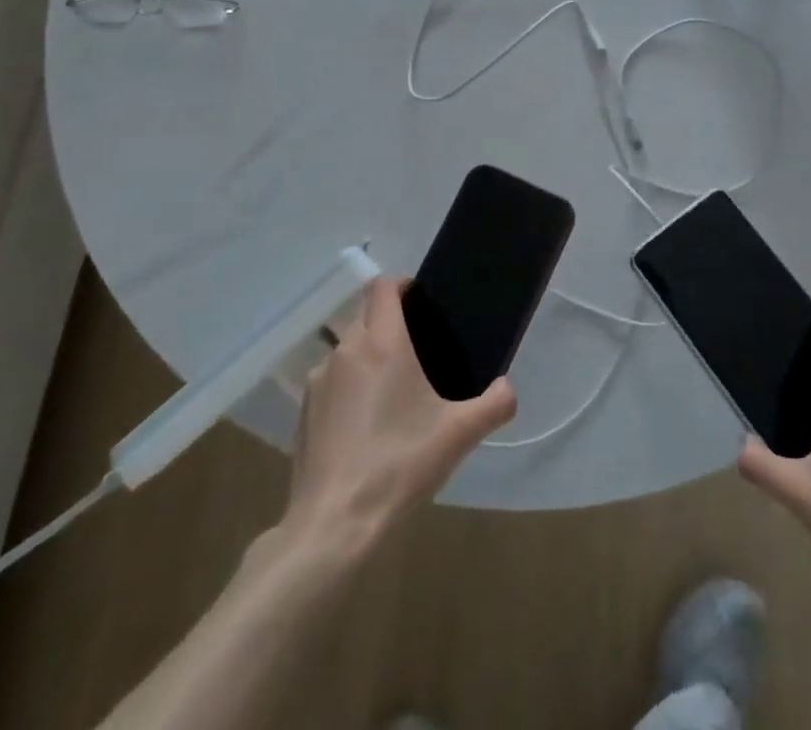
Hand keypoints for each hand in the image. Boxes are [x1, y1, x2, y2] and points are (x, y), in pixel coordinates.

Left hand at [284, 277, 515, 546]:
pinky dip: (348, 389)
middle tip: (418, 350)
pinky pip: (330, 382)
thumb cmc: (400, 463)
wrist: (335, 525)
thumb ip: (494, 404)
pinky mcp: (303, 413)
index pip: (383, 286)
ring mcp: (318, 381)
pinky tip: (364, 426)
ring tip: (392, 391)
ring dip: (368, 356)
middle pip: (365, 315)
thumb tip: (508, 387)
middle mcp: (346, 350)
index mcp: (382, 342)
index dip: (402, 285)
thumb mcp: (459, 435)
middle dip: (389, 323)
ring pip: (347, 349)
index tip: (422, 302)